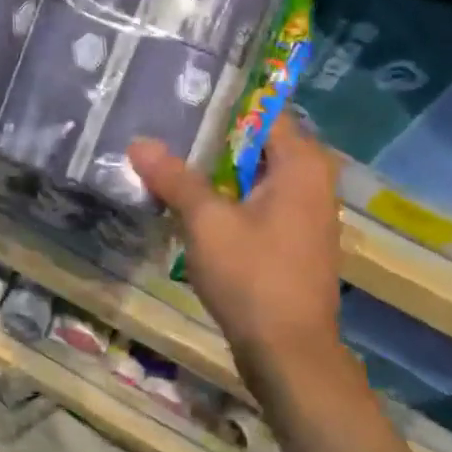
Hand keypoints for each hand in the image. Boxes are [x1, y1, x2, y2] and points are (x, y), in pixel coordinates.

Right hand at [130, 115, 348, 382]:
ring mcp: (305, 214)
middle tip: (164, 129)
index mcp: (302, 165)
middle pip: (256, 144)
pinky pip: (257, 204)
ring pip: (253, 177)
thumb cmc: (253, 276)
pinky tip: (189, 204)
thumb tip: (139, 142)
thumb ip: (174, 178)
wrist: (289, 354)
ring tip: (167, 161)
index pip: (263, 111)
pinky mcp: (292, 242)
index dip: (223, 104)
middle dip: (211, 139)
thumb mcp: (206, 221)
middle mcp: (312, 181)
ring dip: (214, 172)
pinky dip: (227, 199)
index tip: (183, 98)